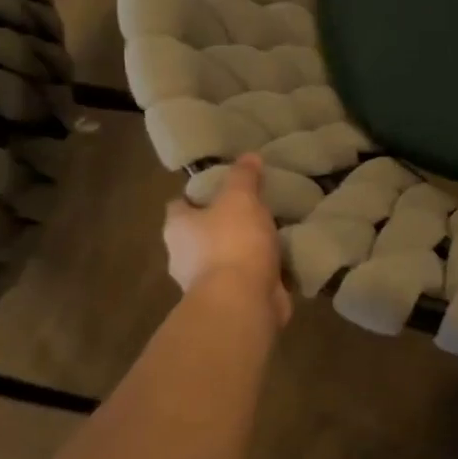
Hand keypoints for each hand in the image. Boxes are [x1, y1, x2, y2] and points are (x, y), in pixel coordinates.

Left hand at [163, 154, 291, 327]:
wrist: (242, 302)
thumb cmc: (232, 242)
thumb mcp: (240, 198)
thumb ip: (243, 176)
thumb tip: (248, 157)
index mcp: (177, 228)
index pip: (179, 204)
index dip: (197, 195)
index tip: (221, 188)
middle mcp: (183, 256)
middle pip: (200, 232)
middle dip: (221, 223)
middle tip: (250, 208)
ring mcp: (205, 282)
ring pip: (223, 257)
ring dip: (241, 249)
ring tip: (271, 233)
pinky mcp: (230, 300)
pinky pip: (245, 278)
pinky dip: (258, 271)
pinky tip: (280, 260)